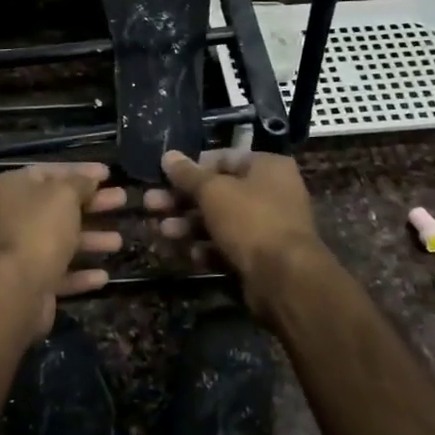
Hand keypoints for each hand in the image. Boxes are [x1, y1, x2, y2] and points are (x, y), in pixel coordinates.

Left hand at [0, 162, 125, 343]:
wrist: (15, 290)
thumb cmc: (39, 229)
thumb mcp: (64, 194)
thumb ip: (80, 182)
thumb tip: (89, 179)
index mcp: (10, 188)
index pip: (48, 172)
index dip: (80, 171)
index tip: (108, 173)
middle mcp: (8, 217)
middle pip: (57, 206)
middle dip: (92, 204)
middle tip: (121, 200)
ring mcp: (17, 252)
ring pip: (59, 241)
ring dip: (90, 240)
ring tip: (119, 242)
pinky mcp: (27, 283)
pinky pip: (57, 273)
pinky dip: (80, 274)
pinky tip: (103, 276)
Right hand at [144, 148, 327, 312]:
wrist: (284, 278)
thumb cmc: (250, 220)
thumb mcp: (213, 192)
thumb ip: (188, 175)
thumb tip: (168, 156)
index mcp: (267, 167)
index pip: (223, 158)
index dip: (192, 167)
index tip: (164, 176)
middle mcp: (270, 193)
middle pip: (217, 192)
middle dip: (181, 200)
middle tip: (151, 205)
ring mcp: (266, 227)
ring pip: (219, 221)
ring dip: (188, 225)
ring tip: (162, 232)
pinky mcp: (259, 257)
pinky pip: (228, 247)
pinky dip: (208, 249)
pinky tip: (191, 254)